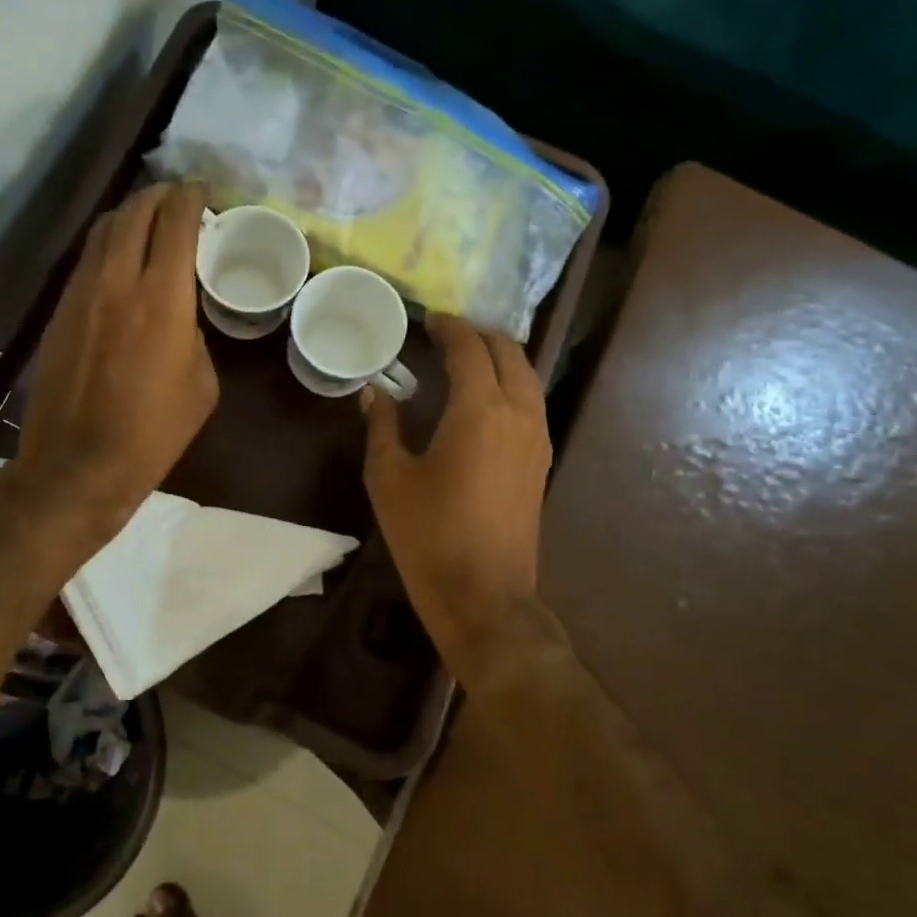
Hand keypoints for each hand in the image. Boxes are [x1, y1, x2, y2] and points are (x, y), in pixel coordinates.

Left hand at [16, 181, 217, 537]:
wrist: (78, 464)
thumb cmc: (153, 432)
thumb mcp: (201, 384)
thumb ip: (194, 334)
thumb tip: (180, 315)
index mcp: (163, 298)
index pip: (176, 222)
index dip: (192, 197)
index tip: (204, 191)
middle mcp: (118, 280)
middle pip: (135, 212)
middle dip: (160, 195)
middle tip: (179, 198)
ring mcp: (81, 292)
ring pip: (103, 229)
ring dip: (130, 214)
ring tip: (149, 218)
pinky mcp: (58, 310)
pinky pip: (86, 258)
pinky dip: (108, 244)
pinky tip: (120, 257)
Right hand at [362, 315, 551, 665]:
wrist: (484, 596)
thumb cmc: (429, 535)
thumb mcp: (389, 479)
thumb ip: (382, 427)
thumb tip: (374, 392)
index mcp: (479, 410)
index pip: (469, 349)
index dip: (448, 328)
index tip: (428, 320)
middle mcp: (518, 413)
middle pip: (509, 352)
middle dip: (479, 335)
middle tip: (445, 335)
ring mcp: (537, 438)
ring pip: (527, 376)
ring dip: (499, 358)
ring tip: (465, 360)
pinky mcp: (541, 461)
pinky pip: (531, 402)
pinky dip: (510, 384)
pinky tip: (483, 399)